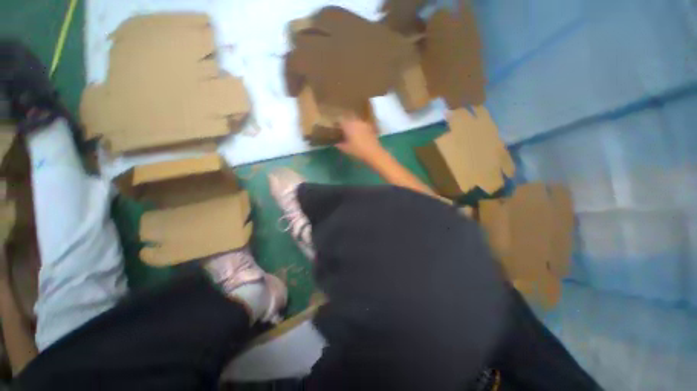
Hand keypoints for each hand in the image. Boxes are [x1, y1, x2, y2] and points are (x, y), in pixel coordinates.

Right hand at [336, 116, 385, 163]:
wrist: (373, 153)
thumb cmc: (358, 151)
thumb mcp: (346, 149)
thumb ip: (340, 145)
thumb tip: (336, 143)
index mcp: (348, 125)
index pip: (340, 120)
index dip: (337, 123)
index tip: (335, 127)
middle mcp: (356, 122)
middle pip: (348, 118)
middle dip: (345, 123)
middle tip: (343, 129)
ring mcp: (364, 123)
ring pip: (356, 121)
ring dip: (353, 124)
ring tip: (351, 131)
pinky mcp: (370, 127)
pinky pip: (362, 125)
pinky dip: (360, 127)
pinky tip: (360, 133)